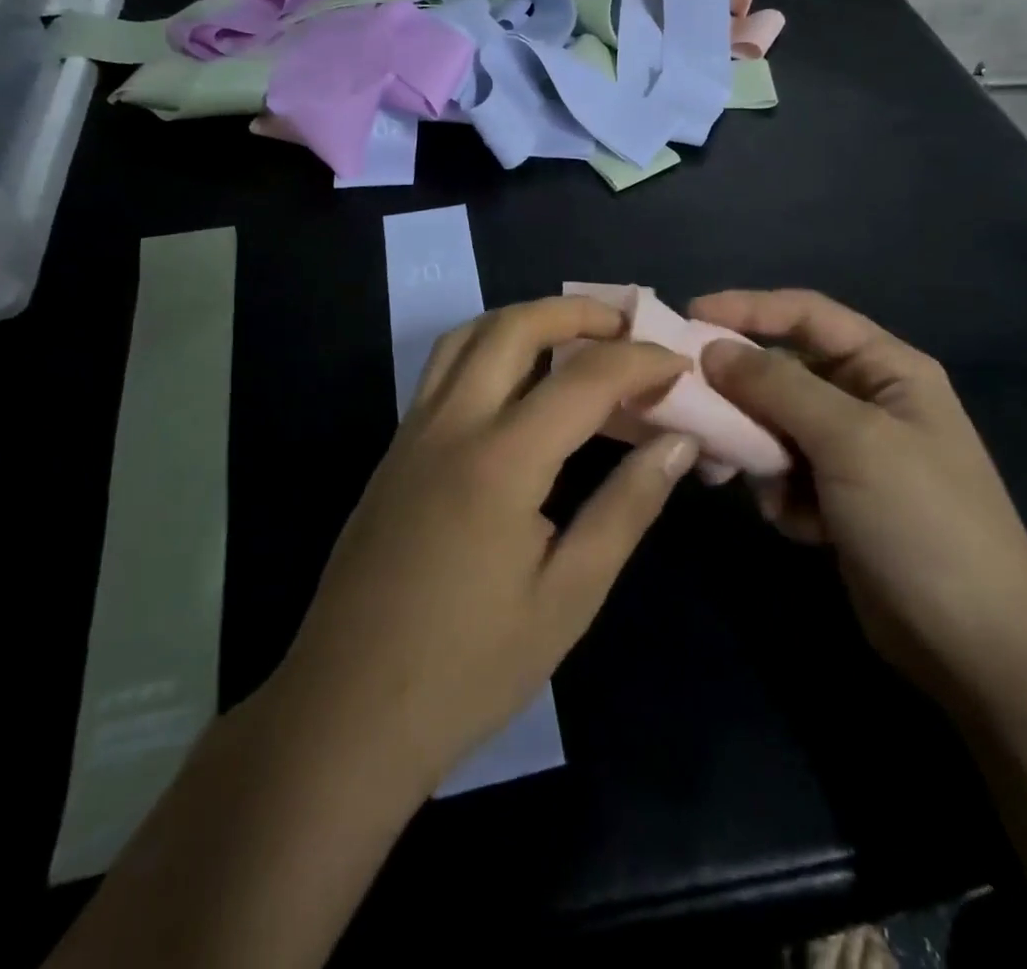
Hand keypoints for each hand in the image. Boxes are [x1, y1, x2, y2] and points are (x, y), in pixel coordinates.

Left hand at [274, 296, 697, 793]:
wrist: (346, 714)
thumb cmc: (469, 668)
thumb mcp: (569, 596)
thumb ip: (627, 507)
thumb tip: (679, 443)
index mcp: (500, 461)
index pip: (585, 379)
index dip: (642, 362)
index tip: (680, 366)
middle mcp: (450, 426)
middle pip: (513, 328)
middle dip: (576, 312)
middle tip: (626, 326)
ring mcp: (412, 434)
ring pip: (466, 337)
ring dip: (524, 320)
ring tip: (573, 338)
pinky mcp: (393, 453)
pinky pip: (443, 370)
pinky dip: (488, 349)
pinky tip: (517, 387)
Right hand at [693, 289, 1026, 710]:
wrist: (975, 646)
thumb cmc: (921, 521)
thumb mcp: (850, 440)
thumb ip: (778, 386)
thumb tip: (712, 349)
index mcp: (886, 369)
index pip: (806, 314)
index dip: (747, 308)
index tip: (688, 317)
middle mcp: (867, 400)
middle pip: (783, 372)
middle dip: (740, 393)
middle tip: (693, 410)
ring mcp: (852, 453)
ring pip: (774, 425)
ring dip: (755, 450)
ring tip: (740, 477)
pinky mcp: (837, 499)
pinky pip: (784, 473)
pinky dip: (779, 493)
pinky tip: (799, 526)